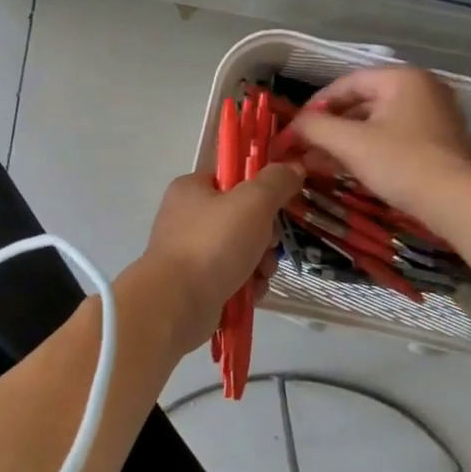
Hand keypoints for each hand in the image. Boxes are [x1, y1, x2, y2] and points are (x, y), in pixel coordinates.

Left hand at [137, 162, 305, 352]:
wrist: (177, 304)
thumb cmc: (213, 244)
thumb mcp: (253, 202)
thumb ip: (276, 182)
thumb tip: (293, 167)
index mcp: (191, 189)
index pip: (233, 178)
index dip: (260, 190)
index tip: (277, 205)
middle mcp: (187, 218)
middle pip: (242, 218)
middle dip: (265, 236)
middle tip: (269, 245)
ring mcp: (190, 253)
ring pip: (242, 250)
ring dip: (260, 263)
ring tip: (261, 275)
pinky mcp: (195, 284)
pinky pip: (233, 277)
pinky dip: (247, 284)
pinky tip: (251, 292)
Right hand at [283, 66, 470, 226]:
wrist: (460, 201)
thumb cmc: (403, 163)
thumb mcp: (352, 144)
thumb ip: (316, 129)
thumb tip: (293, 126)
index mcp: (402, 78)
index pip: (346, 83)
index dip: (315, 106)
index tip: (294, 130)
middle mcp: (421, 89)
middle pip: (362, 103)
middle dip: (330, 128)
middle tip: (304, 150)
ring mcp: (434, 117)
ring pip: (378, 124)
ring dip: (346, 143)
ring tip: (318, 164)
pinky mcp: (439, 144)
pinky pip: (394, 140)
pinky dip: (369, 152)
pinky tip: (348, 172)